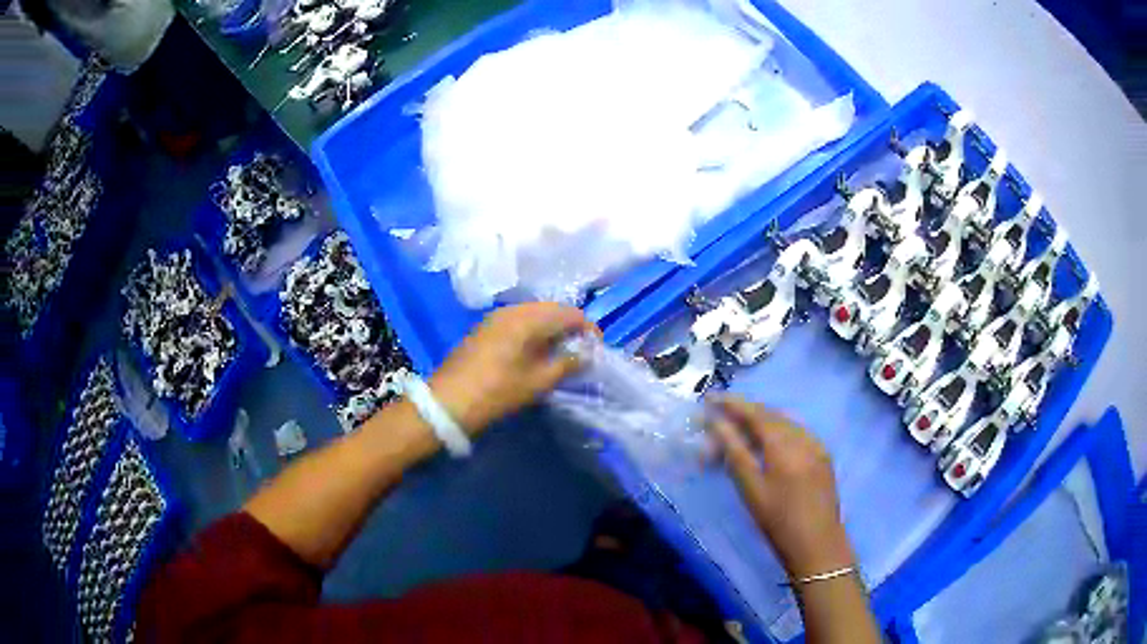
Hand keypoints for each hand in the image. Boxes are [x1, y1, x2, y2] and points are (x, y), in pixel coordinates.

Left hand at [430, 303, 597, 434]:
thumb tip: (586, 354)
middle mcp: (513, 309)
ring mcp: (496, 317)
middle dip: (570, 327)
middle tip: (581, 351)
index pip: (569, 313)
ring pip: (535, 314)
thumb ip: (567, 364)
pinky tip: (537, 352)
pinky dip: (534, 331)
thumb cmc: (496, 391)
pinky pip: (519, 321)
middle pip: (552, 309)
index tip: (597, 349)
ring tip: (561, 353)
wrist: (448, 401)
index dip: (588, 328)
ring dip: (552, 329)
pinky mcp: (486, 327)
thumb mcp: (537, 382)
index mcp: (528, 318)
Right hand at [707, 396, 853, 579]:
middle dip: (743, 412)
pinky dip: (776, 432)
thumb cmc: (778, 520)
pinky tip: (765, 445)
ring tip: (737, 431)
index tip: (709, 398)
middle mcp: (803, 436)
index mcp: (784, 443)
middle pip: (770, 414)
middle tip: (718, 419)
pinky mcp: (822, 456)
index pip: (755, 412)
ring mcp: (816, 444)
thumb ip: (734, 451)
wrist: (817, 544)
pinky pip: (796, 433)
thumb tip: (716, 423)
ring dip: (759, 422)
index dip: (731, 403)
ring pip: (784, 422)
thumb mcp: (751, 488)